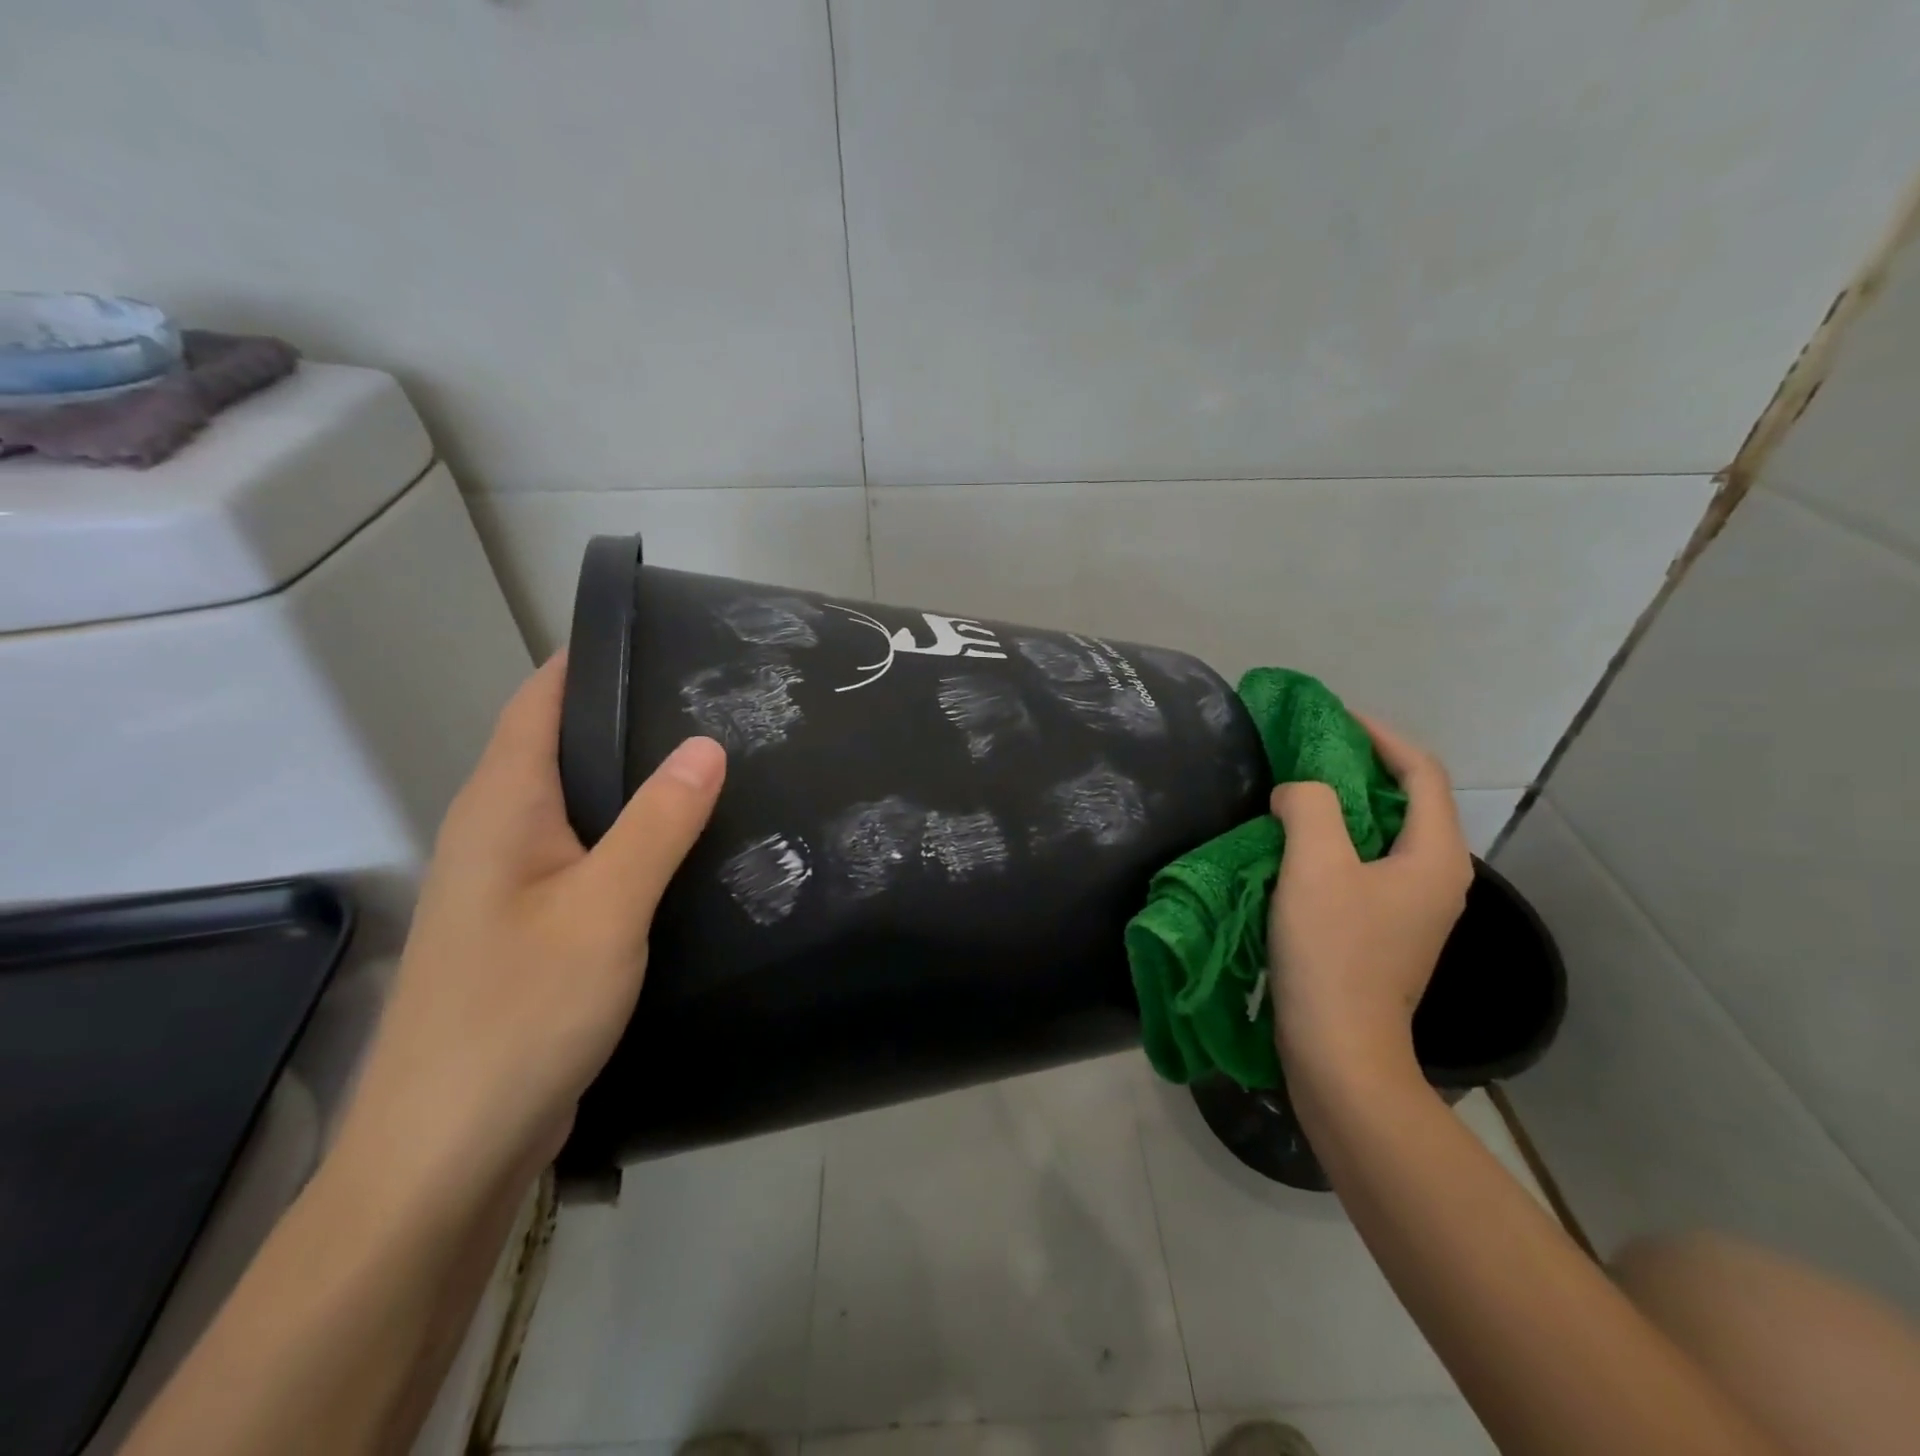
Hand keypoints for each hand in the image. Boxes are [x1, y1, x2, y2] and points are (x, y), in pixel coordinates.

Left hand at [335, 654, 725, 1194]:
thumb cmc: (519, 1014)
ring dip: (638, 781)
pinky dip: (635, 838)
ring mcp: (512, 886)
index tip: (665, 637)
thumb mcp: (604, 909)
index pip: (541, 702)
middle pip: (564, 749)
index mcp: (502, 809)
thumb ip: (658, 823)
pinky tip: (686, 849)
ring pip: (581, 807)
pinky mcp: (532, 929)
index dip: (592, 661)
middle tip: (720, 701)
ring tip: (718, 763)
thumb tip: (706, 744)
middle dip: (632, 717)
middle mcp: (498, 835)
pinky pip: (590, 858)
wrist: (447, 1155)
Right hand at [1266, 714, 1471, 1077]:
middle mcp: (1438, 878)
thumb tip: (1299, 792)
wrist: (1339, 1050)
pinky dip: (1338, 841)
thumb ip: (1309, 806)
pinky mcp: (1386, 932)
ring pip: (1384, 835)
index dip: (1380, 736)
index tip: (1332, 718)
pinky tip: (1297, 846)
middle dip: (1360, 768)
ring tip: (1296, 792)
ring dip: (1344, 806)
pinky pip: (1367, 864)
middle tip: (1306, 752)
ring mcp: (1414, 909)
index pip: (1420, 772)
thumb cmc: (1333, 952)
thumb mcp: (1315, 864)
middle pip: (1407, 801)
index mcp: (1436, 855)